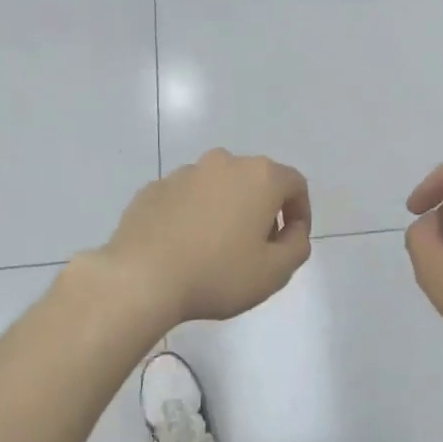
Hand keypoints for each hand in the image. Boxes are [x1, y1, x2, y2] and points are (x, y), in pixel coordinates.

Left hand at [100, 149, 311, 326]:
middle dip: (263, 210)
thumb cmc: (218, 274)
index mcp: (260, 177)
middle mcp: (223, 163)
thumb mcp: (276, 271)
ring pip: (218, 188)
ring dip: (227, 210)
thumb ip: (298, 246)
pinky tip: (185, 248)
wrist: (141, 278)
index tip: (292, 242)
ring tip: (217, 249)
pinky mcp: (153, 189)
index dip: (301, 212)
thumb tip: (293, 231)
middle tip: (258, 248)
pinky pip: (186, 199)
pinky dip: (194, 216)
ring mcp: (184, 173)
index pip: (295, 184)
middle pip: (256, 181)